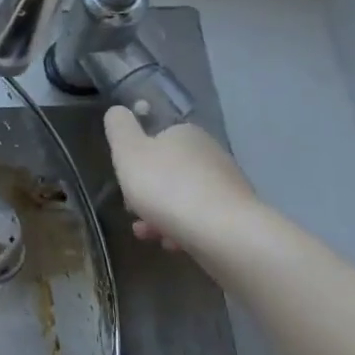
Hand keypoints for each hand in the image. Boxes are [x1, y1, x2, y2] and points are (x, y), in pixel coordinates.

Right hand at [103, 105, 260, 256]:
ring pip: (183, 197)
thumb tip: (117, 110)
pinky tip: (172, 244)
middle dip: (147, 191)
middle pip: (168, 171)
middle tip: (132, 211)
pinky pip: (200, 218)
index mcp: (185, 133)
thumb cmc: (166, 186)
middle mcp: (210, 153)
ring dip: (160, 214)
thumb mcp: (128, 152)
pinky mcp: (237, 214)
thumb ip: (118, 128)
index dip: (135, 160)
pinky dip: (182, 228)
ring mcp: (227, 184)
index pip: (156, 139)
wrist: (223, 232)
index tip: (125, 181)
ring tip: (148, 234)